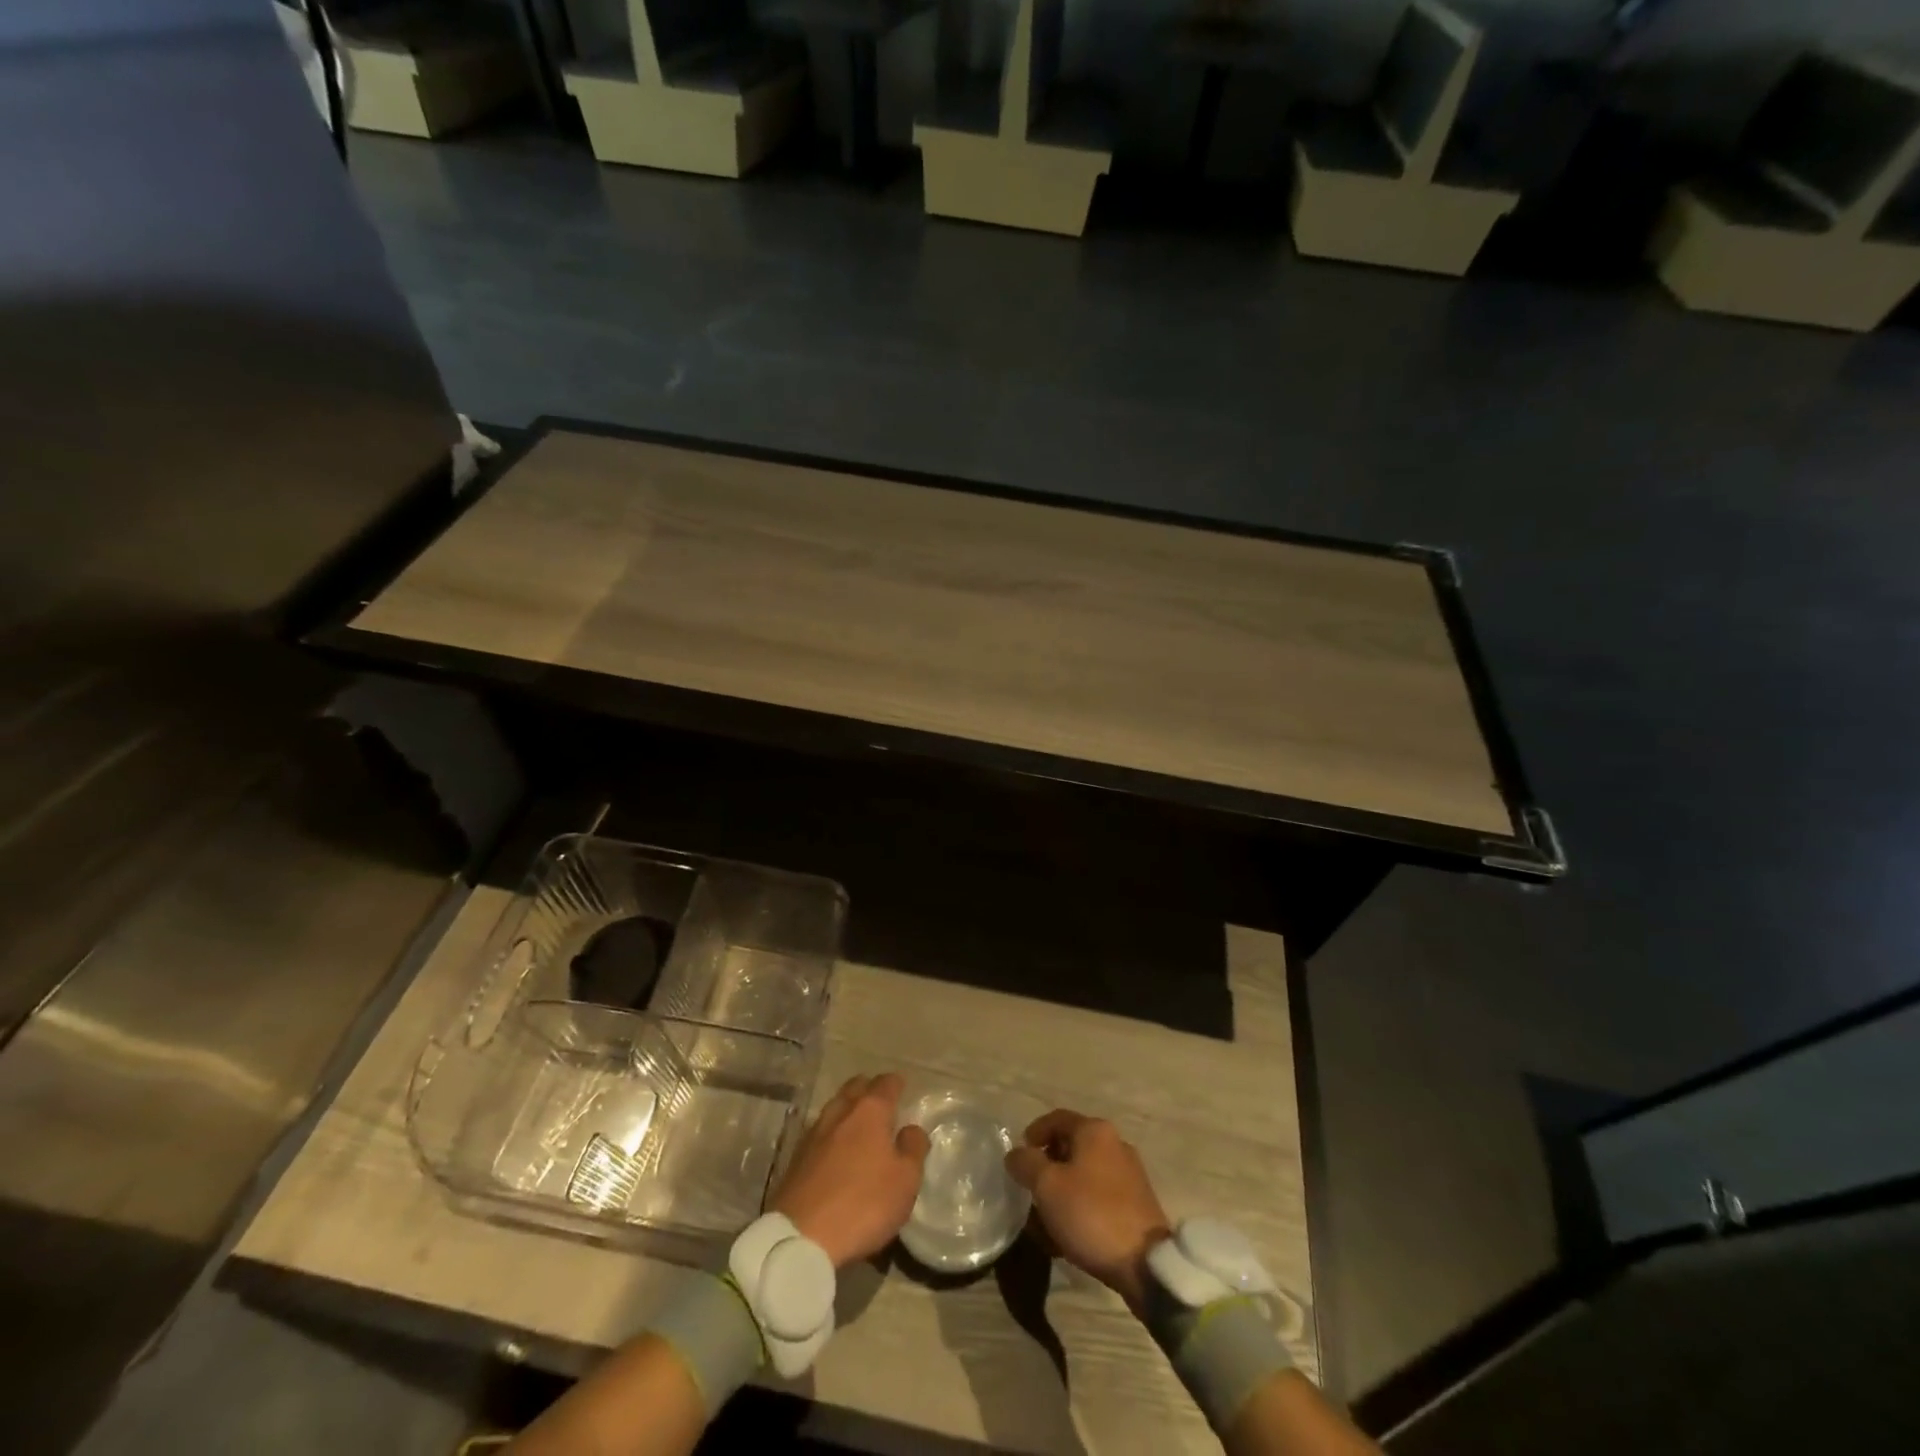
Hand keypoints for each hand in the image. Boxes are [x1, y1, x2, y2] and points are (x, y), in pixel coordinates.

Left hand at [769, 1072, 930, 1269]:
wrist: (801, 1237)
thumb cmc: (864, 1204)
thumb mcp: (905, 1181)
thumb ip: (914, 1148)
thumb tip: (911, 1129)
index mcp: (870, 1110)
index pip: (886, 1083)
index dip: (897, 1084)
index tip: (903, 1089)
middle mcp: (840, 1112)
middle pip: (856, 1087)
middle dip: (870, 1090)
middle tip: (882, 1105)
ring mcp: (814, 1132)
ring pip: (835, 1107)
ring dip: (848, 1110)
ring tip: (860, 1127)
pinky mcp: (796, 1156)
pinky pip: (820, 1131)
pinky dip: (832, 1134)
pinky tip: (836, 1150)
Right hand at [1006, 1109, 1170, 1314]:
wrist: (1145, 1263)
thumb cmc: (1091, 1214)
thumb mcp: (1047, 1186)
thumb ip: (1026, 1163)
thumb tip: (1015, 1154)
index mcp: (1094, 1131)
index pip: (1056, 1119)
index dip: (1033, 1133)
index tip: (1018, 1158)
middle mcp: (1114, 1144)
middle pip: (1069, 1147)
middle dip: (1046, 1168)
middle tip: (1029, 1191)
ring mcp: (1128, 1174)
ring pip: (1082, 1176)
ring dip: (1060, 1193)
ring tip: (1043, 1221)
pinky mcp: (1135, 1204)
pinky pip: (1097, 1197)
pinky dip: (1078, 1208)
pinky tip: (1066, 1236)